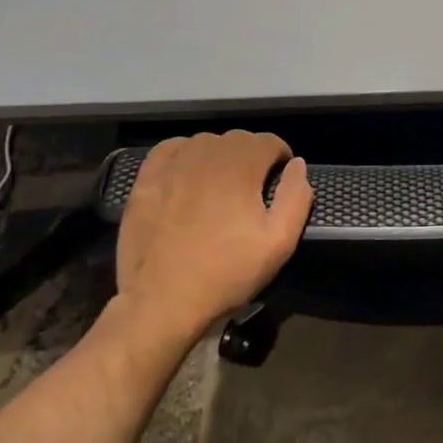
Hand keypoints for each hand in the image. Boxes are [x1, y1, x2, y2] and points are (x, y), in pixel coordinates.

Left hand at [112, 131, 312, 346]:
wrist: (161, 303)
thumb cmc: (226, 274)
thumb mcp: (278, 243)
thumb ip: (295, 197)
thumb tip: (297, 164)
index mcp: (241, 167)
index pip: (268, 141)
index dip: (280, 157)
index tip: (279, 180)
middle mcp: (206, 155)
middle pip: (238, 139)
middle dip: (252, 156)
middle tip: (253, 188)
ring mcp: (172, 166)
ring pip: (205, 142)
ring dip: (220, 155)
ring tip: (221, 184)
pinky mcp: (146, 180)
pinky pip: (170, 149)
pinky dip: (184, 154)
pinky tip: (187, 174)